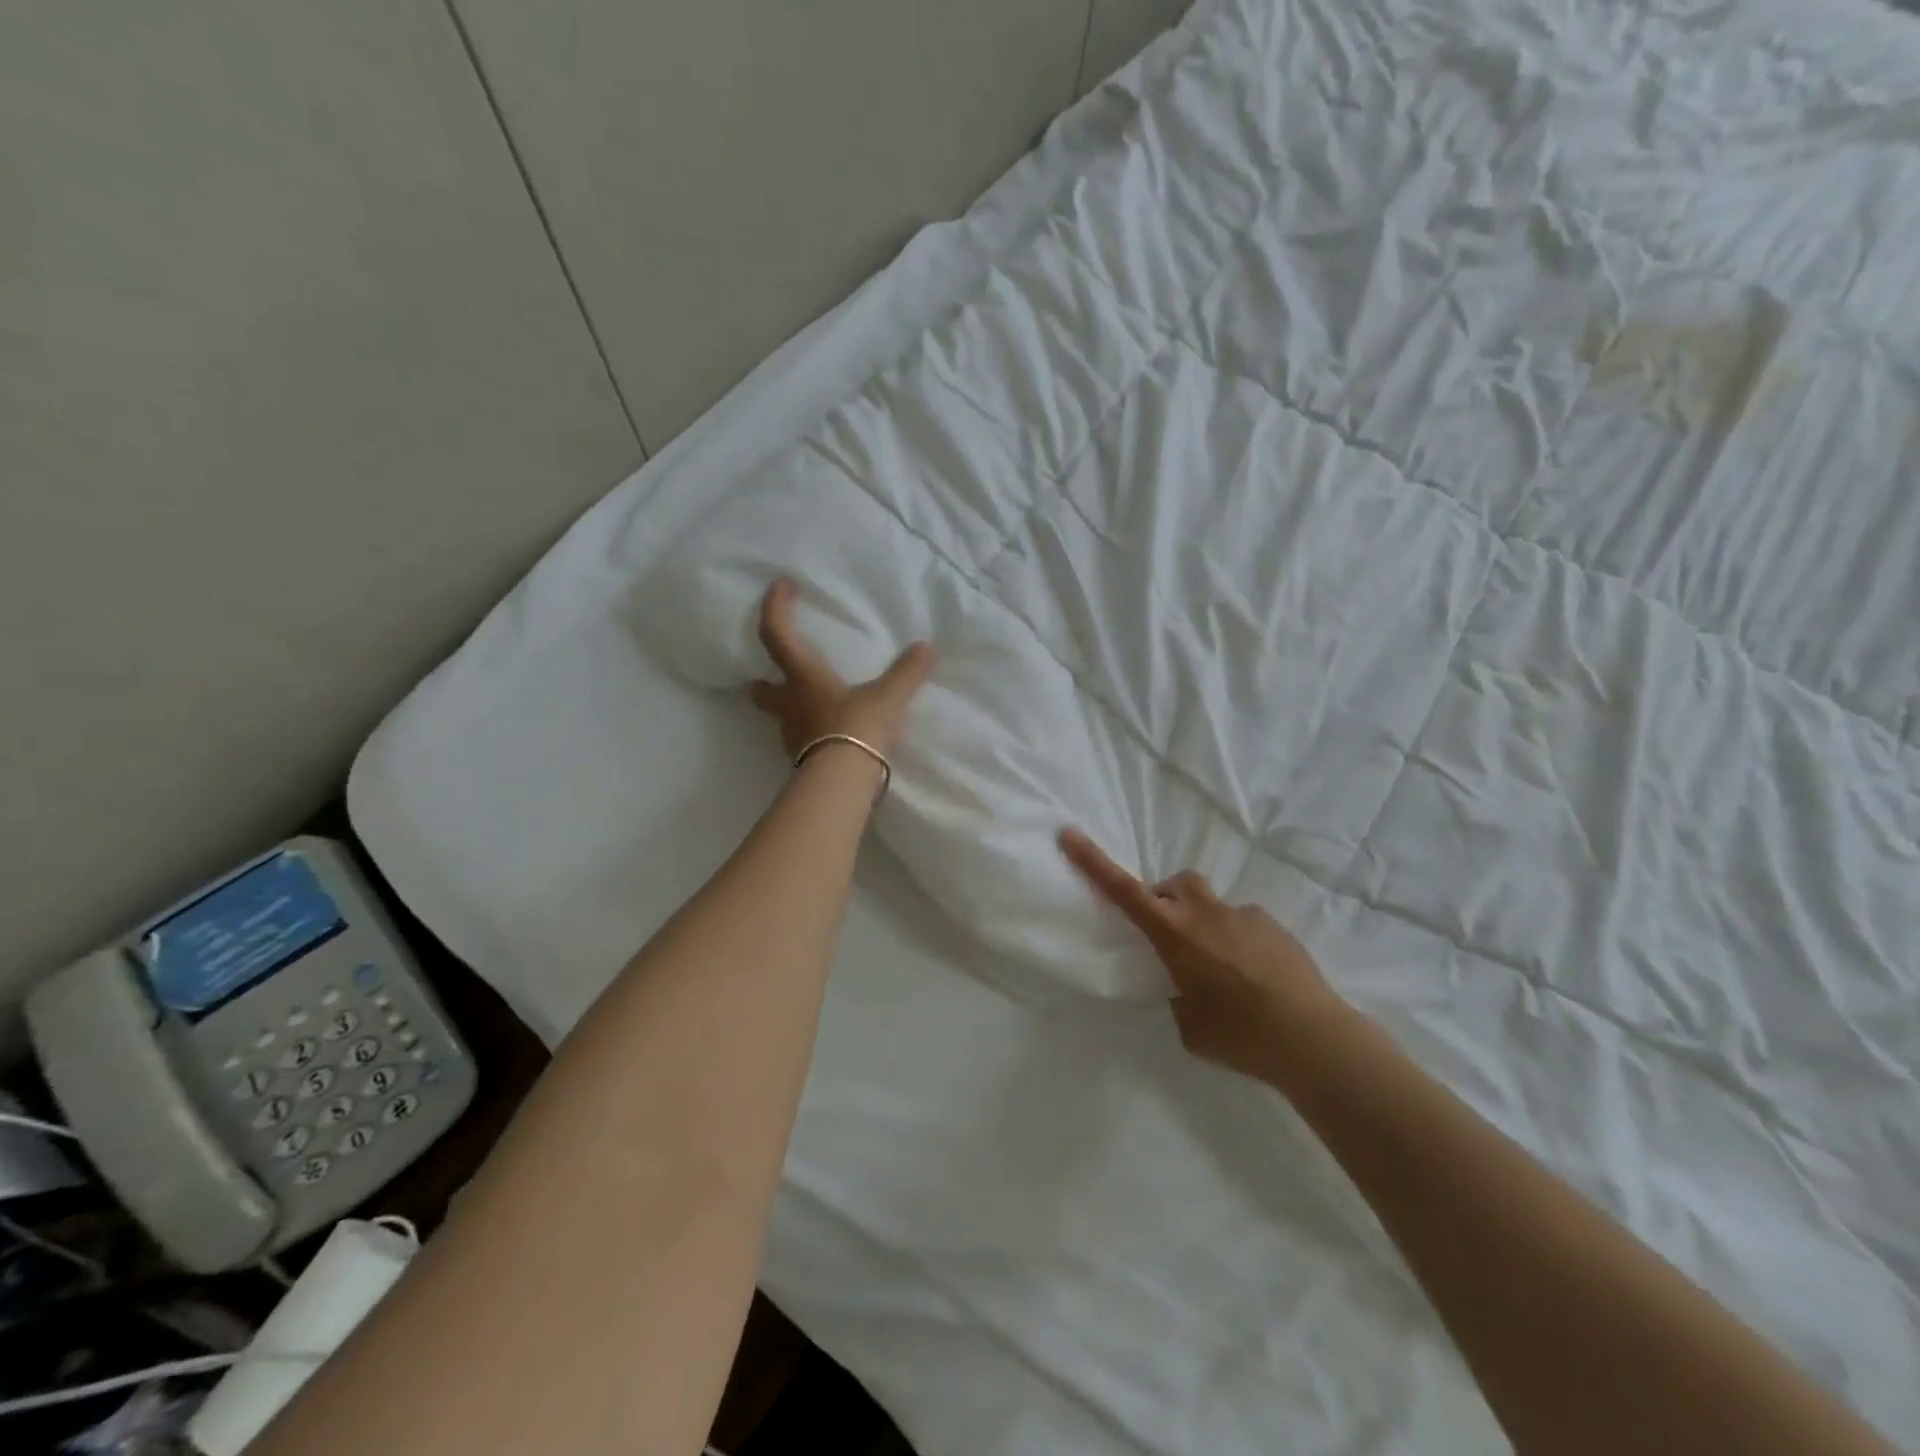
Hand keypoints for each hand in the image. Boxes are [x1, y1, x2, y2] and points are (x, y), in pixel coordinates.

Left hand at [748, 579, 934, 758]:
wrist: (843, 783)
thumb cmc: (856, 728)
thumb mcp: (887, 698)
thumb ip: (906, 673)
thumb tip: (926, 648)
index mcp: (804, 679)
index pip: (776, 634)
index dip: (775, 607)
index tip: (781, 586)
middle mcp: (791, 706)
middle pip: (762, 691)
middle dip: (762, 682)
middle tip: (763, 676)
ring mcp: (794, 738)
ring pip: (782, 719)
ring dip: (788, 709)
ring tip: (806, 706)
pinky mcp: (805, 762)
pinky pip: (803, 742)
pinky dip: (810, 734)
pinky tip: (828, 736)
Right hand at [1060, 829, 1345, 1082]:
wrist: (1313, 1037)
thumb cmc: (1239, 1035)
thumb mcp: (1190, 1025)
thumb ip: (1179, 997)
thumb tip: (1188, 987)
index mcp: (1175, 934)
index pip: (1124, 891)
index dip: (1093, 862)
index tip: (1070, 834)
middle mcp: (1206, 914)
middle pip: (1176, 884)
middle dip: (1166, 899)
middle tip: (1171, 935)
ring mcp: (1244, 915)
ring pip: (1213, 907)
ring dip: (1206, 926)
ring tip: (1223, 969)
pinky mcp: (1274, 927)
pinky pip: (1244, 924)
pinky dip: (1238, 942)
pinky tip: (1256, 979)